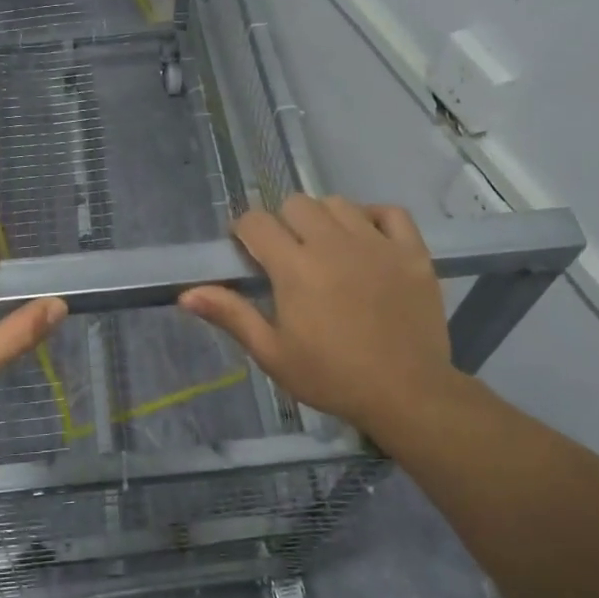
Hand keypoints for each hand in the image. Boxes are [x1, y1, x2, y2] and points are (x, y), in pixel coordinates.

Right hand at [179, 196, 461, 438]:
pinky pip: (389, 212)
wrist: (407, 394)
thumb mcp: (272, 354)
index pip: (256, 222)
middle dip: (283, 223)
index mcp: (295, 267)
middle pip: (296, 204)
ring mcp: (376, 243)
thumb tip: (186, 293)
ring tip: (326, 249)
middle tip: (288, 256)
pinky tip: (366, 239)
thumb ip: (231, 315)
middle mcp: (333, 243)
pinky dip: (374, 217)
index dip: (245, 231)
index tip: (247, 251)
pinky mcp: (411, 251)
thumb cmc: (331, 377)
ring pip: (338, 203)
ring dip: (324, 219)